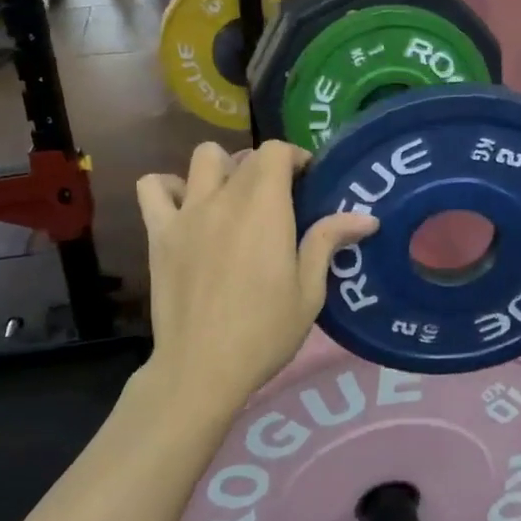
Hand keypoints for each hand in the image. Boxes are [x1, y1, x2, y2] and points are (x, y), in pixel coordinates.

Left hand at [136, 142, 375, 416]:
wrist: (202, 368)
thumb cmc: (264, 332)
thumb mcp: (309, 292)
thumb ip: (328, 242)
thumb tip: (367, 217)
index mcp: (264, 208)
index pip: (275, 151)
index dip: (295, 157)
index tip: (306, 182)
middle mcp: (224, 199)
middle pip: (244, 157)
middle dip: (266, 168)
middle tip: (277, 201)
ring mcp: (186, 213)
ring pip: (202, 158)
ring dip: (221, 169)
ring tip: (232, 199)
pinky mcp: (159, 233)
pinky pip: (153, 187)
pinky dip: (168, 187)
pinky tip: (186, 208)